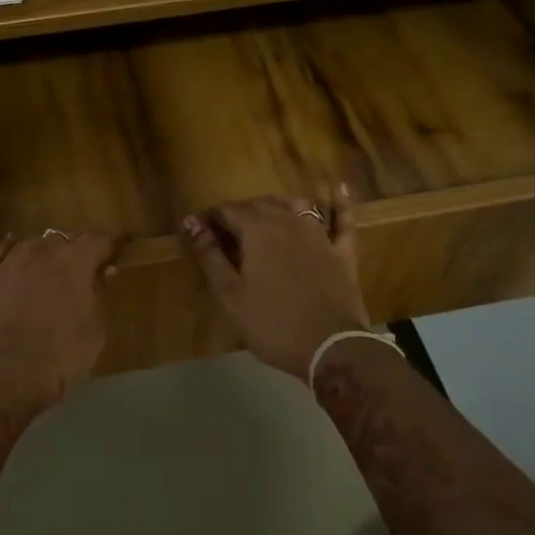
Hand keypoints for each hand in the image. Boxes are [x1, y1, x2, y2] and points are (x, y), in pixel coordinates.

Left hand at [0, 230, 120, 420]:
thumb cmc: (58, 357)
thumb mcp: (95, 330)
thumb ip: (100, 293)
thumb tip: (103, 270)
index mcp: (76, 260)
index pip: (102, 239)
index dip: (114, 243)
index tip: (122, 247)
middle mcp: (43, 250)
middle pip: (67, 238)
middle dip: (80, 249)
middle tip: (88, 267)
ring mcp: (11, 261)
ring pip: (36, 243)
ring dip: (48, 252)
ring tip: (53, 268)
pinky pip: (2, 252)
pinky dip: (13, 249)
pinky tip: (14, 250)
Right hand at [182, 186, 369, 378]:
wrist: (331, 347)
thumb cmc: (272, 323)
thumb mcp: (230, 294)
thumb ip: (209, 255)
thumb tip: (191, 222)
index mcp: (257, 231)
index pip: (228, 211)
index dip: (211, 217)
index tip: (199, 228)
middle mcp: (288, 223)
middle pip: (260, 205)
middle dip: (241, 211)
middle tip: (227, 228)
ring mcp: (319, 235)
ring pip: (297, 205)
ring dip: (278, 203)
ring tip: (266, 210)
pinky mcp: (343, 251)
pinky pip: (343, 220)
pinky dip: (340, 202)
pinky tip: (339, 187)